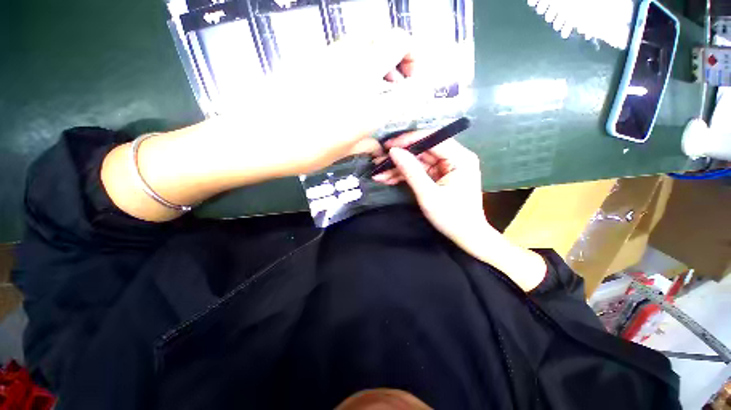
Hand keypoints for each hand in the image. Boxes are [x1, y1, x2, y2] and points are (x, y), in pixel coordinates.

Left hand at [209, 29, 425, 176]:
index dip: (420, 81)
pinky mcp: (313, 57)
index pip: (408, 81)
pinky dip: (360, 56)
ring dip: (382, 52)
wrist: (257, 137)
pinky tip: (352, 80)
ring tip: (379, 79)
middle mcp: (354, 72)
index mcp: (366, 103)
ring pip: (369, 35)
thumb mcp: (341, 151)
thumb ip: (365, 144)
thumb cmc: (303, 150)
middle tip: (401, 77)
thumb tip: (377, 146)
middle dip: (407, 53)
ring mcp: (332, 59)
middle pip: (393, 38)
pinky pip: (346, 45)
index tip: (420, 92)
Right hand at [372, 134, 494, 248]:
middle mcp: (455, 158)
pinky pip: (419, 171)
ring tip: (379, 173)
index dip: (408, 140)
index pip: (432, 139)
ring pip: (418, 161)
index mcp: (460, 158)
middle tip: (378, 161)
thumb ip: (411, 171)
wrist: (466, 236)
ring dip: (398, 167)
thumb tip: (393, 151)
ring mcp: (446, 167)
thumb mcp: (428, 195)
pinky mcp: (439, 176)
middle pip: (423, 150)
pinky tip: (388, 179)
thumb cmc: (452, 217)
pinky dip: (404, 175)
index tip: (387, 145)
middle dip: (400, 157)